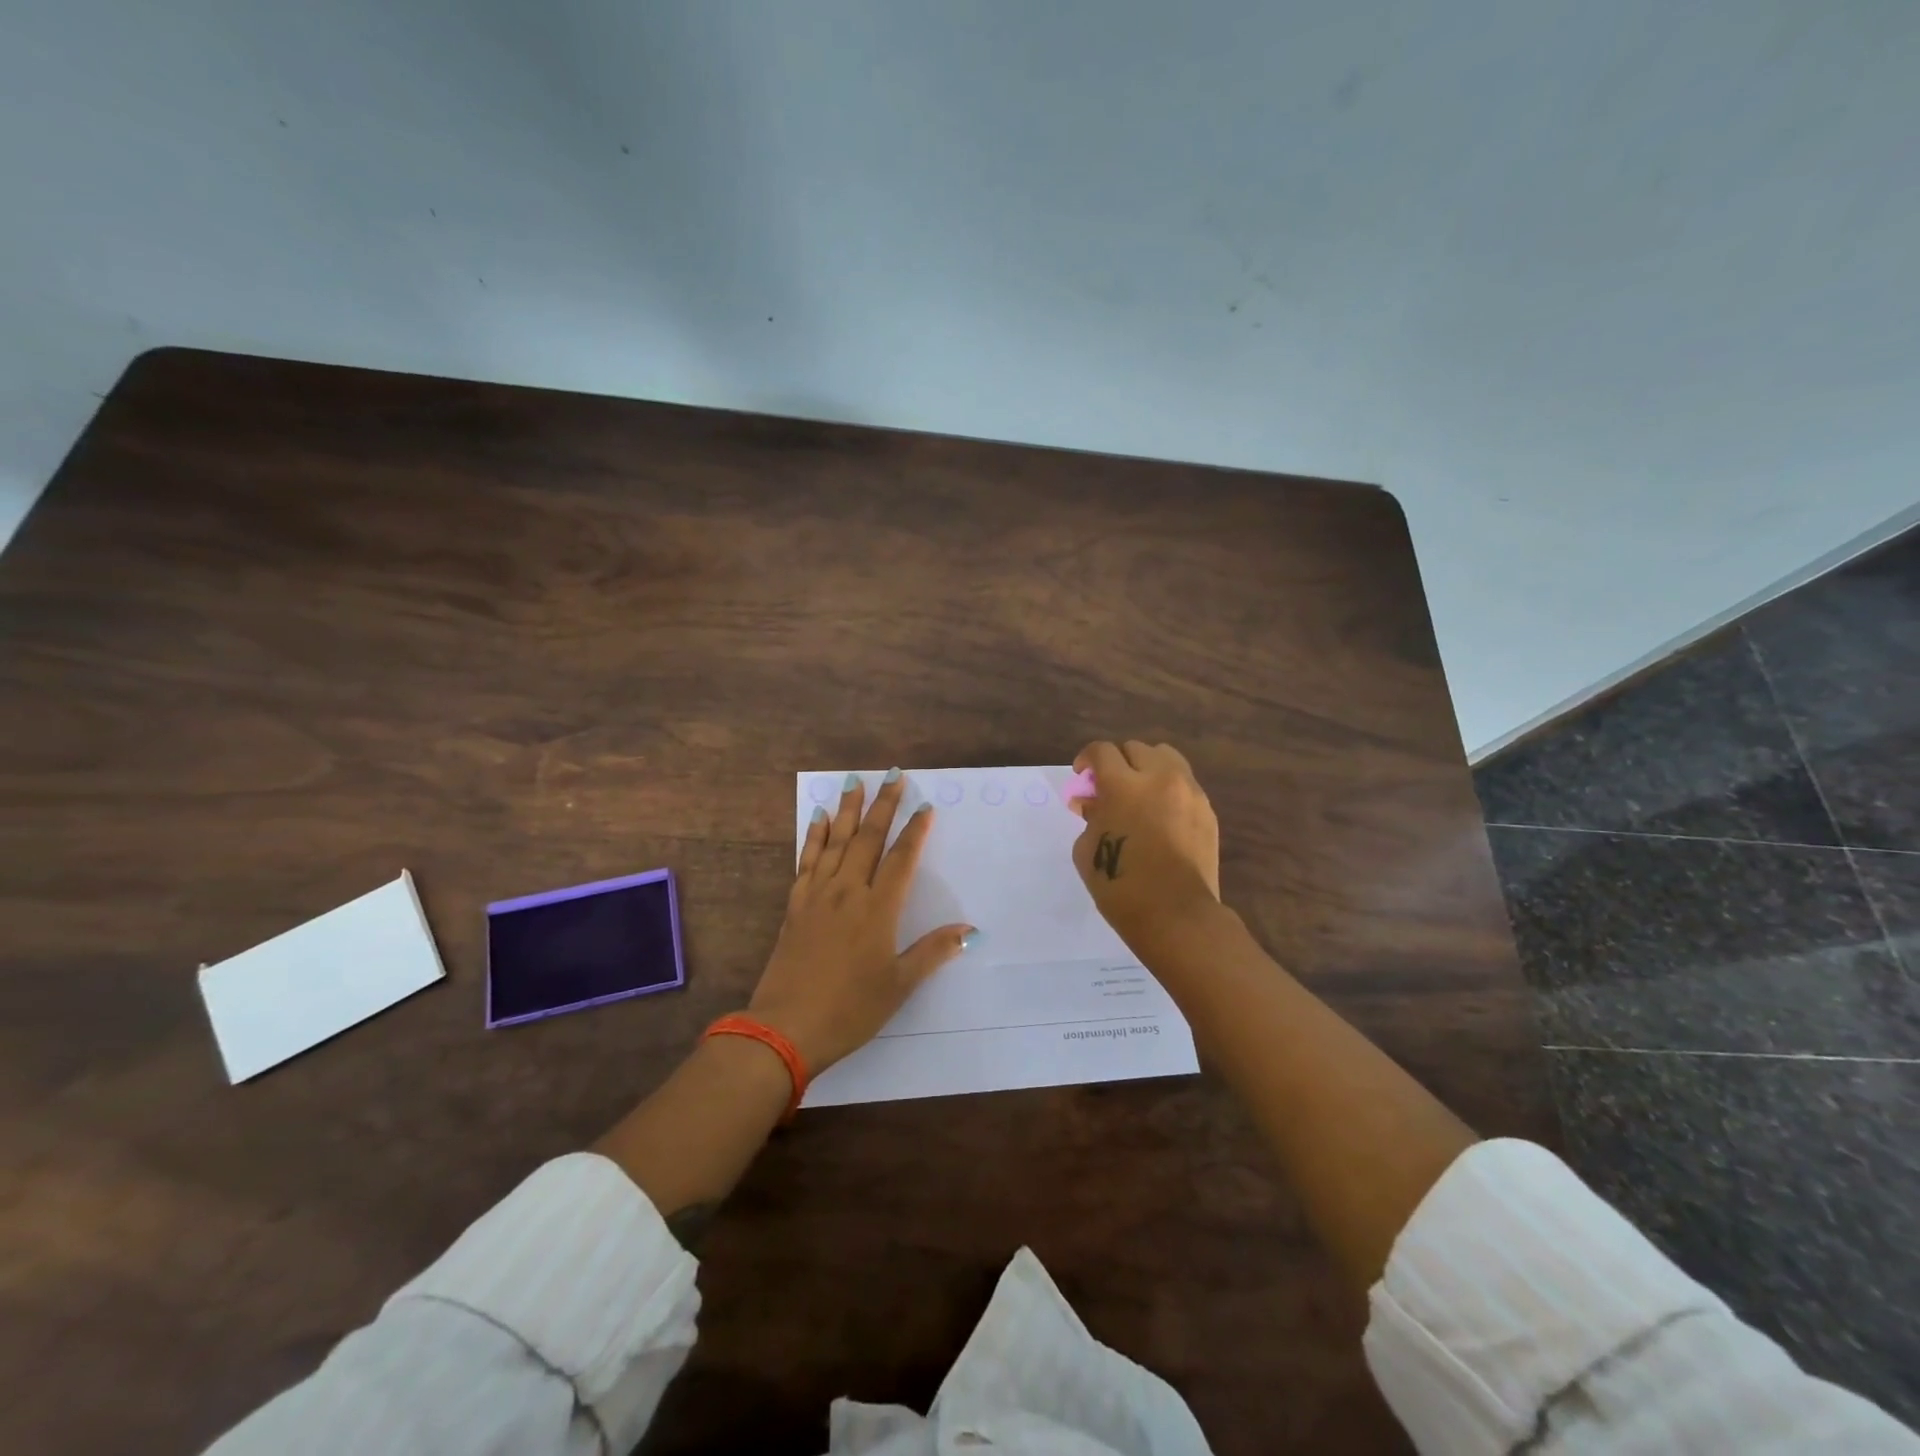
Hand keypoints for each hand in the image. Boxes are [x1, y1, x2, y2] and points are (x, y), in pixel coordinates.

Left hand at [747, 772, 973, 1073]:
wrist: (785, 1028)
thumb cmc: (850, 1009)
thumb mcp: (898, 985)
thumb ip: (932, 952)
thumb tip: (971, 930)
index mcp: (878, 909)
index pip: (901, 858)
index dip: (915, 830)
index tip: (924, 806)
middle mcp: (848, 892)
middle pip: (868, 838)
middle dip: (882, 805)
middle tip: (892, 775)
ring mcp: (818, 895)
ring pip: (835, 841)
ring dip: (847, 809)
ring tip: (854, 781)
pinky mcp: (795, 905)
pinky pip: (807, 860)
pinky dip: (813, 836)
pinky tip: (816, 818)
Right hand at [1069, 740, 1220, 945]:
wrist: (1176, 916)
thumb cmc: (1121, 886)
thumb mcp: (1087, 850)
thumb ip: (1090, 816)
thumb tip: (1091, 802)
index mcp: (1123, 785)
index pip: (1102, 751)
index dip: (1087, 759)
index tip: (1082, 776)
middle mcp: (1159, 778)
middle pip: (1136, 748)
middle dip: (1117, 762)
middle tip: (1109, 787)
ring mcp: (1189, 792)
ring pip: (1166, 758)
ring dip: (1146, 768)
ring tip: (1138, 793)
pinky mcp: (1207, 810)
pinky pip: (1185, 783)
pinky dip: (1168, 788)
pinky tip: (1160, 815)